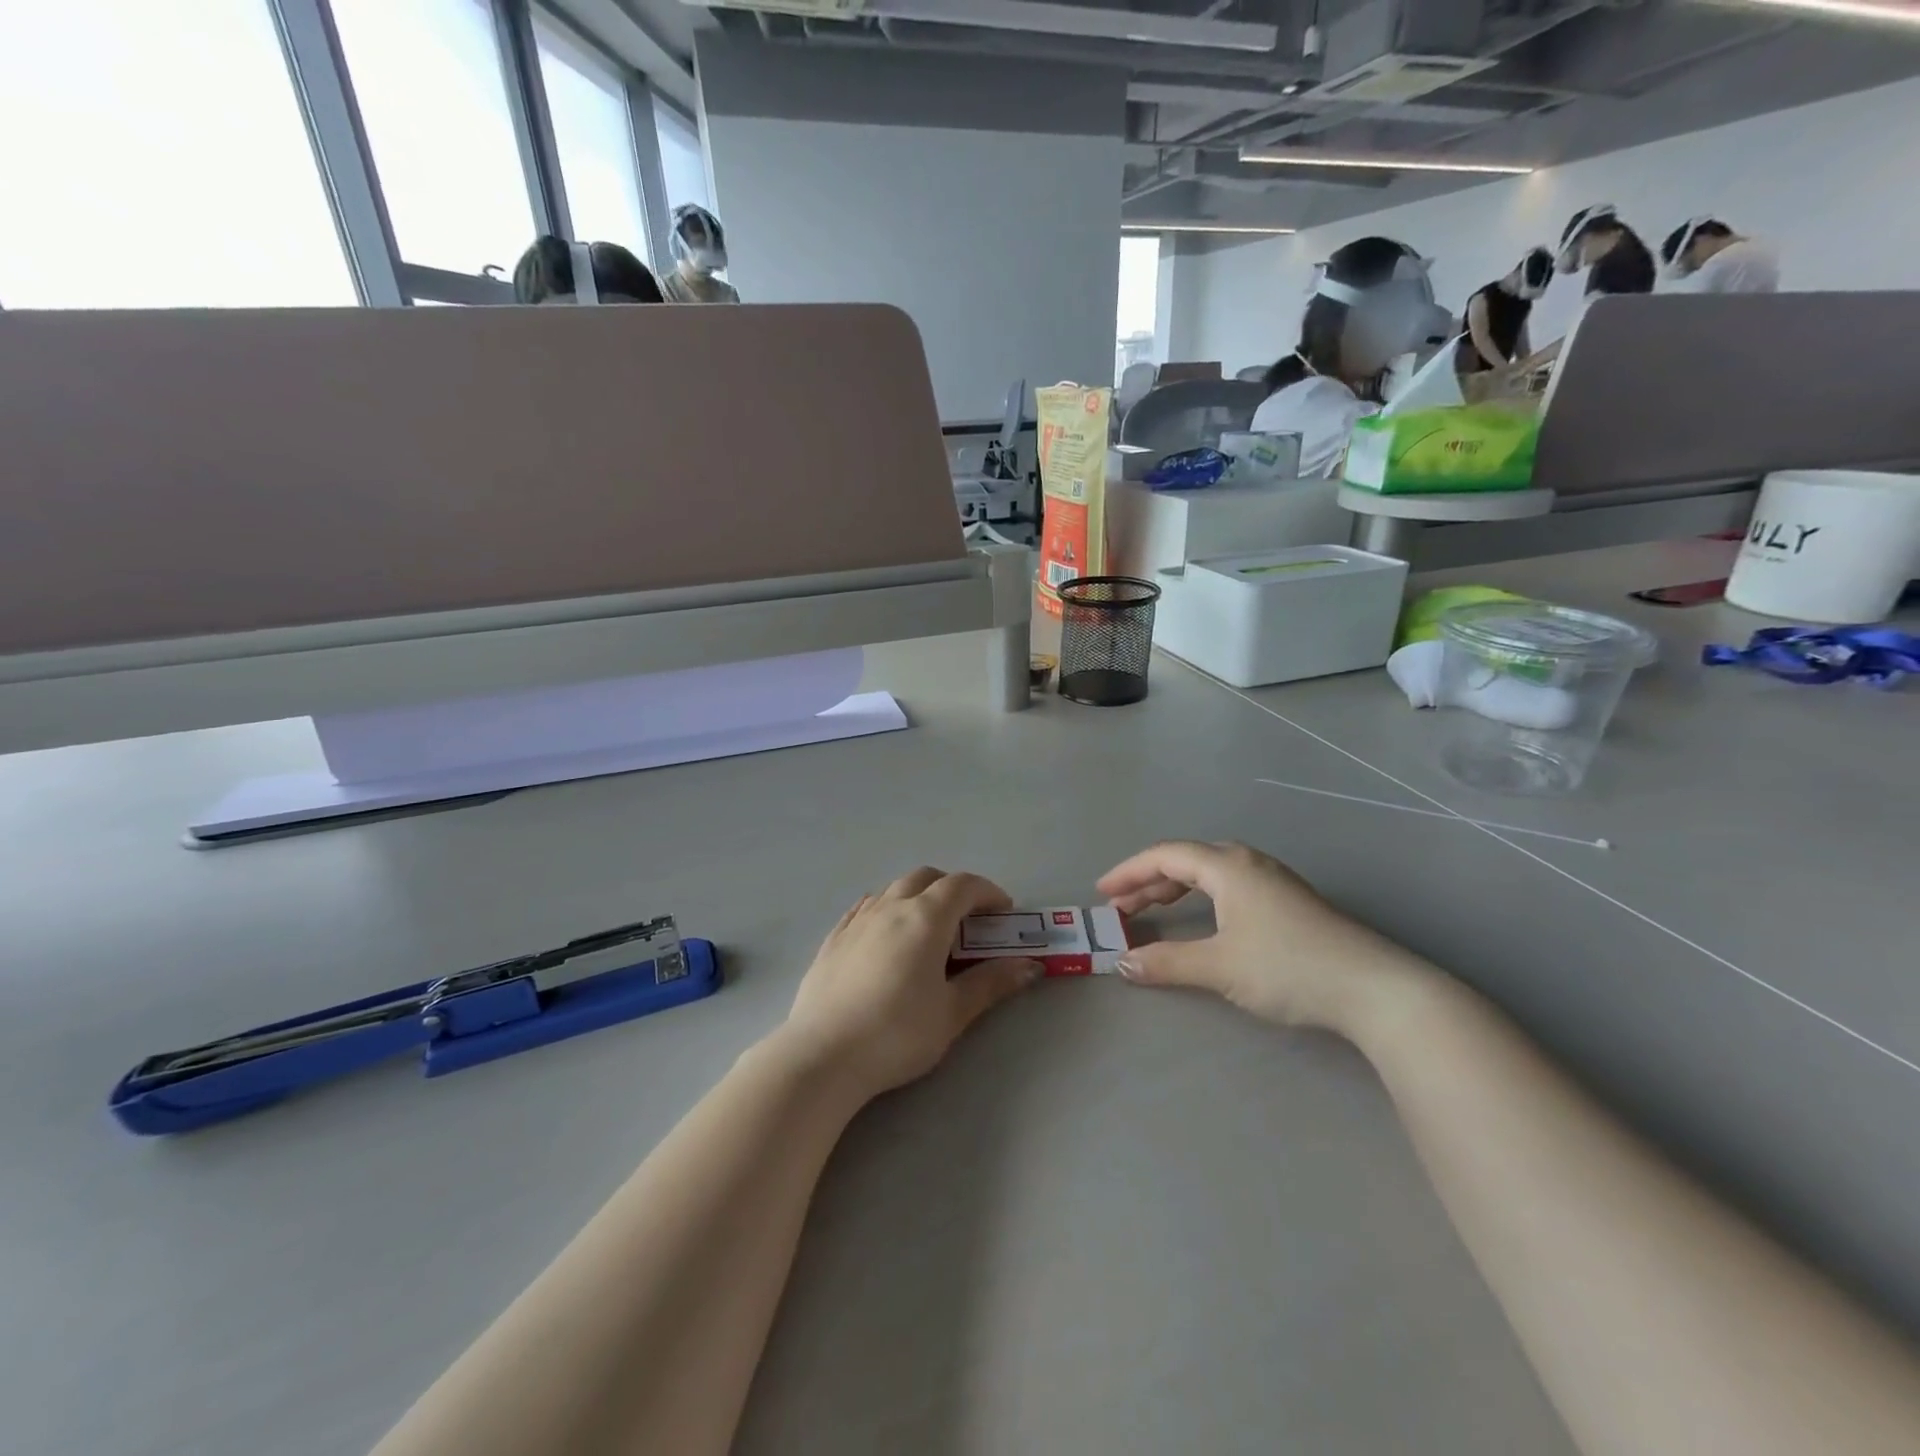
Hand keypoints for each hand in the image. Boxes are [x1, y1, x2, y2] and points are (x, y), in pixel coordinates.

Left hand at [780, 867, 1041, 1099]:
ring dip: (918, 896)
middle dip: (953, 889)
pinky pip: (866, 907)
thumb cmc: (897, 1033)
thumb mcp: (953, 1012)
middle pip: (927, 877)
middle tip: (969, 919)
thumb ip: (991, 983)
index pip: (963, 885)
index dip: (988, 892)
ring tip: (928, 930)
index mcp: (925, 917)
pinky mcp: (833, 938)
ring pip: (894, 888)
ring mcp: (857, 919)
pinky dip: (887, 909)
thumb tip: (1029, 966)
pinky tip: (886, 935)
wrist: (823, 1055)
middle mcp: (890, 906)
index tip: (1004, 912)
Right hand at [1098, 841, 1434, 1037]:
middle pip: (1186, 860)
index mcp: (1228, 866)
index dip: (1128, 872)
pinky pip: (1228, 886)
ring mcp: (1272, 880)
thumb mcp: (1219, 966)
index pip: (1164, 856)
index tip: (1102, 893)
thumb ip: (1166, 963)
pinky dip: (1201, 898)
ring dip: (1174, 890)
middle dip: (1148, 881)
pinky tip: (1203, 919)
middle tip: (1120, 906)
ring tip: (1151, 910)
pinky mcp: (1288, 901)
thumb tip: (1122, 964)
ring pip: (1209, 873)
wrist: (1373, 989)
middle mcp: (1248, 863)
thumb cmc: (1288, 967)